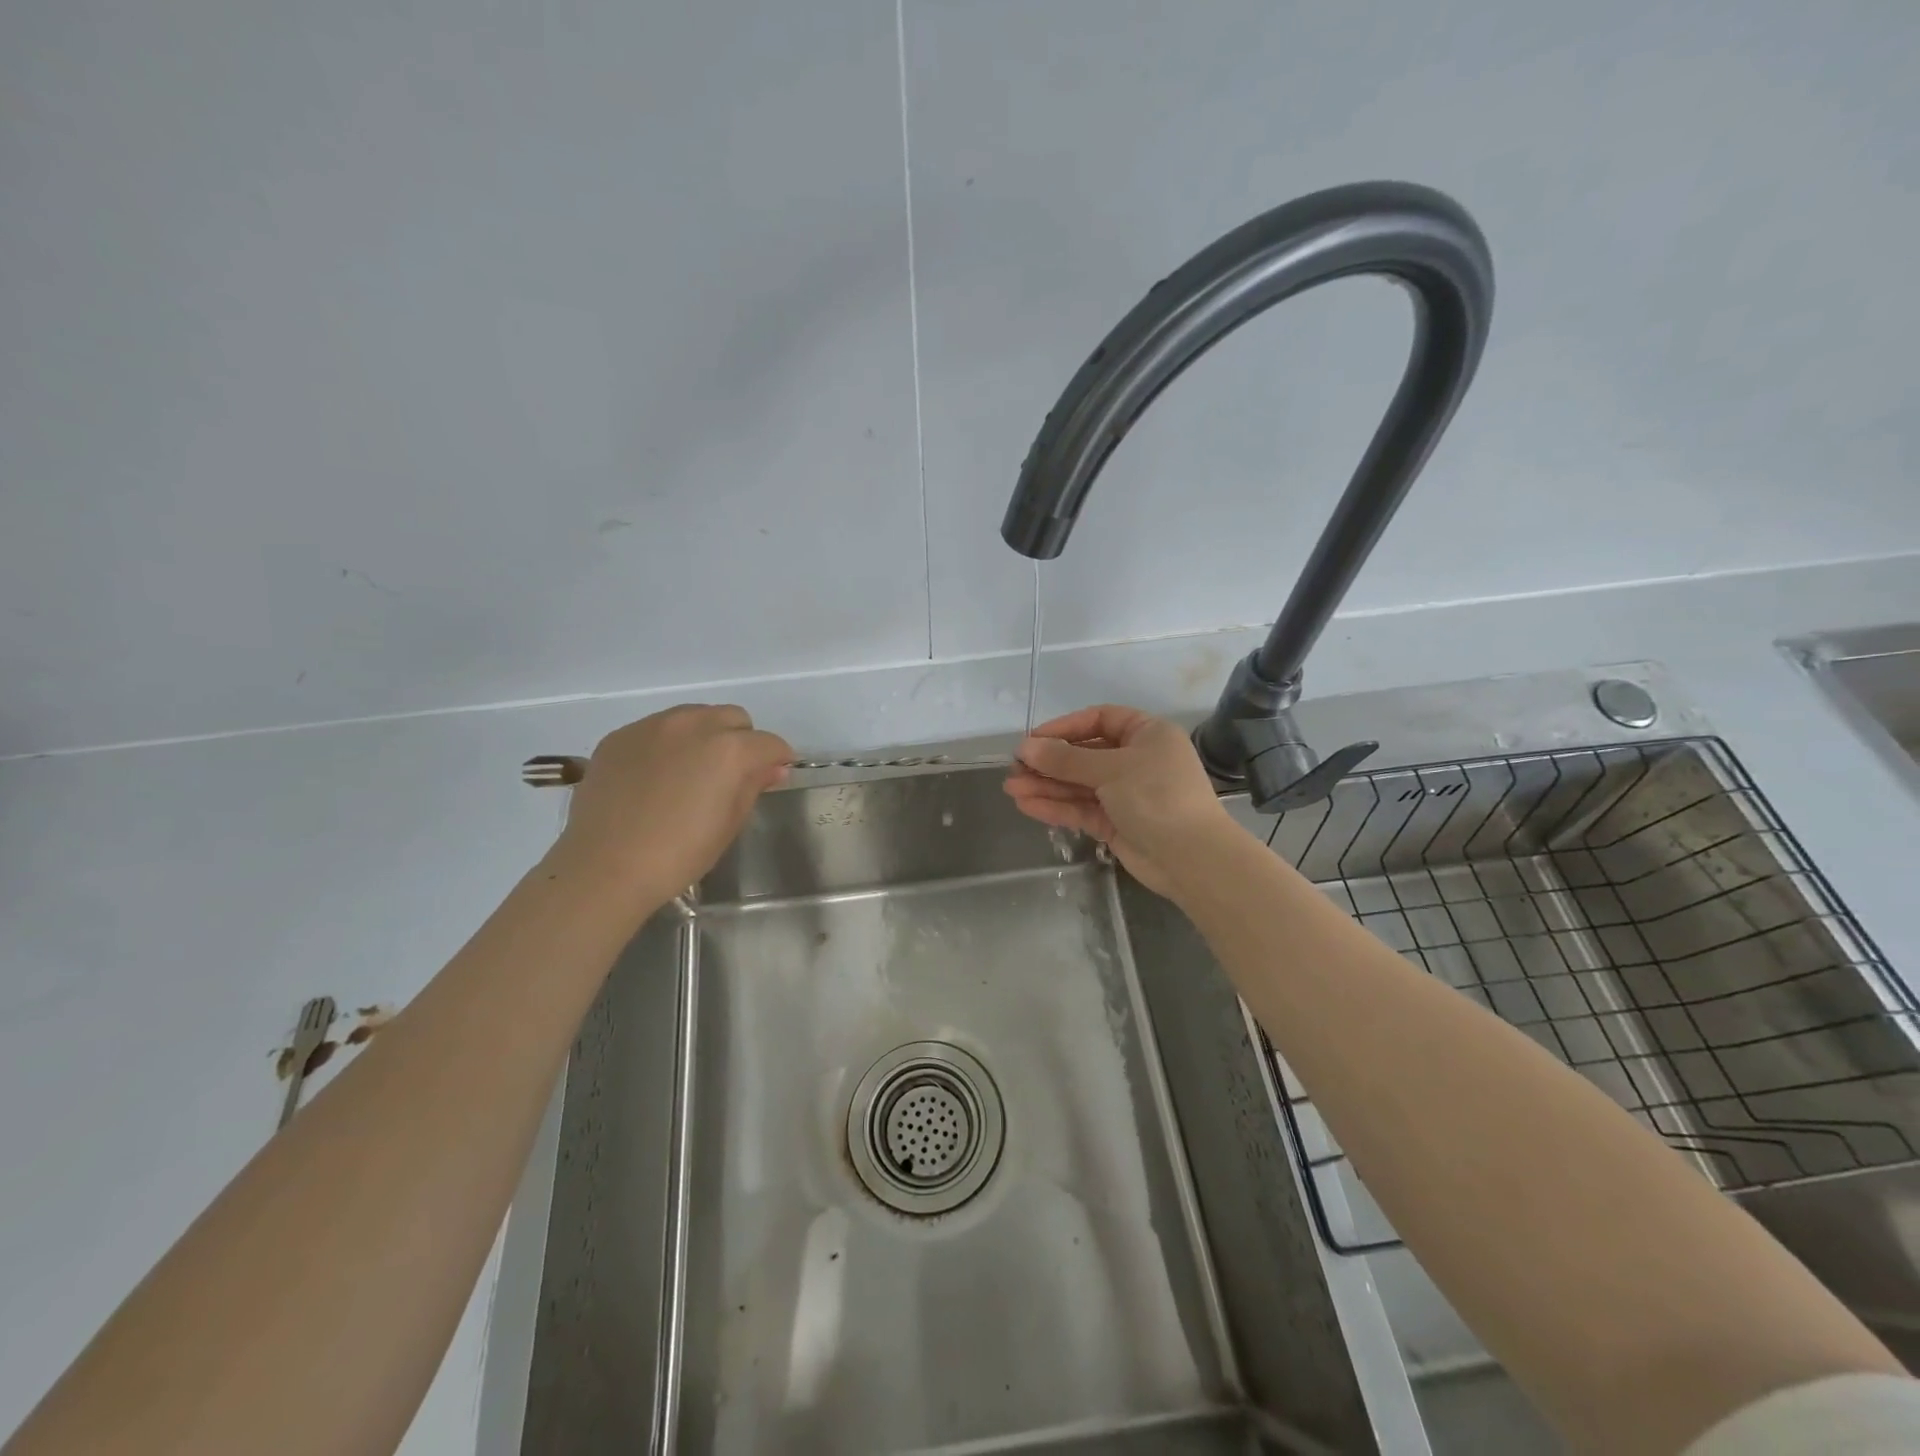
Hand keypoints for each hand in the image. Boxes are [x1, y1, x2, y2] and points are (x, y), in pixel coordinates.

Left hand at [547, 704, 791, 907]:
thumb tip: (773, 768)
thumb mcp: (729, 824)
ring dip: (705, 735)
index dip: (778, 760)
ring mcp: (652, 726)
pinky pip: (657, 729)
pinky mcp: (621, 736)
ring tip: (692, 771)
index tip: (774, 776)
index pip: (770, 743)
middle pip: (733, 718)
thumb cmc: (679, 854)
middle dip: (742, 740)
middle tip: (732, 774)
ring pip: (694, 716)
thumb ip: (753, 786)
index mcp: (729, 749)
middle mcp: (693, 724)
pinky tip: (657, 776)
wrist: (604, 867)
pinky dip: (668, 744)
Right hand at [1004, 705, 1236, 896]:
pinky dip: (1057, 807)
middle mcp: (1136, 760)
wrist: (1191, 858)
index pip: (1099, 720)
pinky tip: (1027, 805)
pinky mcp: (1117, 823)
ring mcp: (1126, 793)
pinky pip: (1082, 809)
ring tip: (1011, 788)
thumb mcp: (1110, 770)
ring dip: (1046, 786)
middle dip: (1049, 762)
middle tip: (1014, 768)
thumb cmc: (1157, 796)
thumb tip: (1025, 748)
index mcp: (1147, 734)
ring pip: (1079, 785)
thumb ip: (1065, 760)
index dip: (1064, 727)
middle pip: (1084, 755)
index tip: (1032, 740)